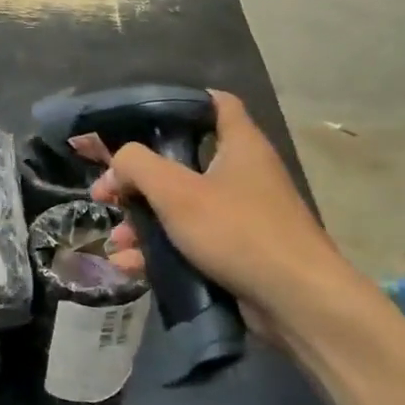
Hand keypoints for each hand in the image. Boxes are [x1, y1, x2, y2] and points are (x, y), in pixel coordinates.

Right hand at [84, 90, 353, 332]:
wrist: (295, 301)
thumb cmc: (237, 231)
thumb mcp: (176, 192)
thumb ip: (137, 166)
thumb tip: (116, 165)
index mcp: (240, 145)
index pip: (216, 103)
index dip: (180, 102)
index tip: (141, 117)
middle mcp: (244, 174)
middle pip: (183, 164)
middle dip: (140, 182)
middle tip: (109, 195)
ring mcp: (242, 216)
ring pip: (182, 209)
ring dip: (143, 223)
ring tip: (116, 242)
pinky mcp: (238, 252)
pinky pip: (191, 243)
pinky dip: (161, 251)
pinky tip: (130, 267)